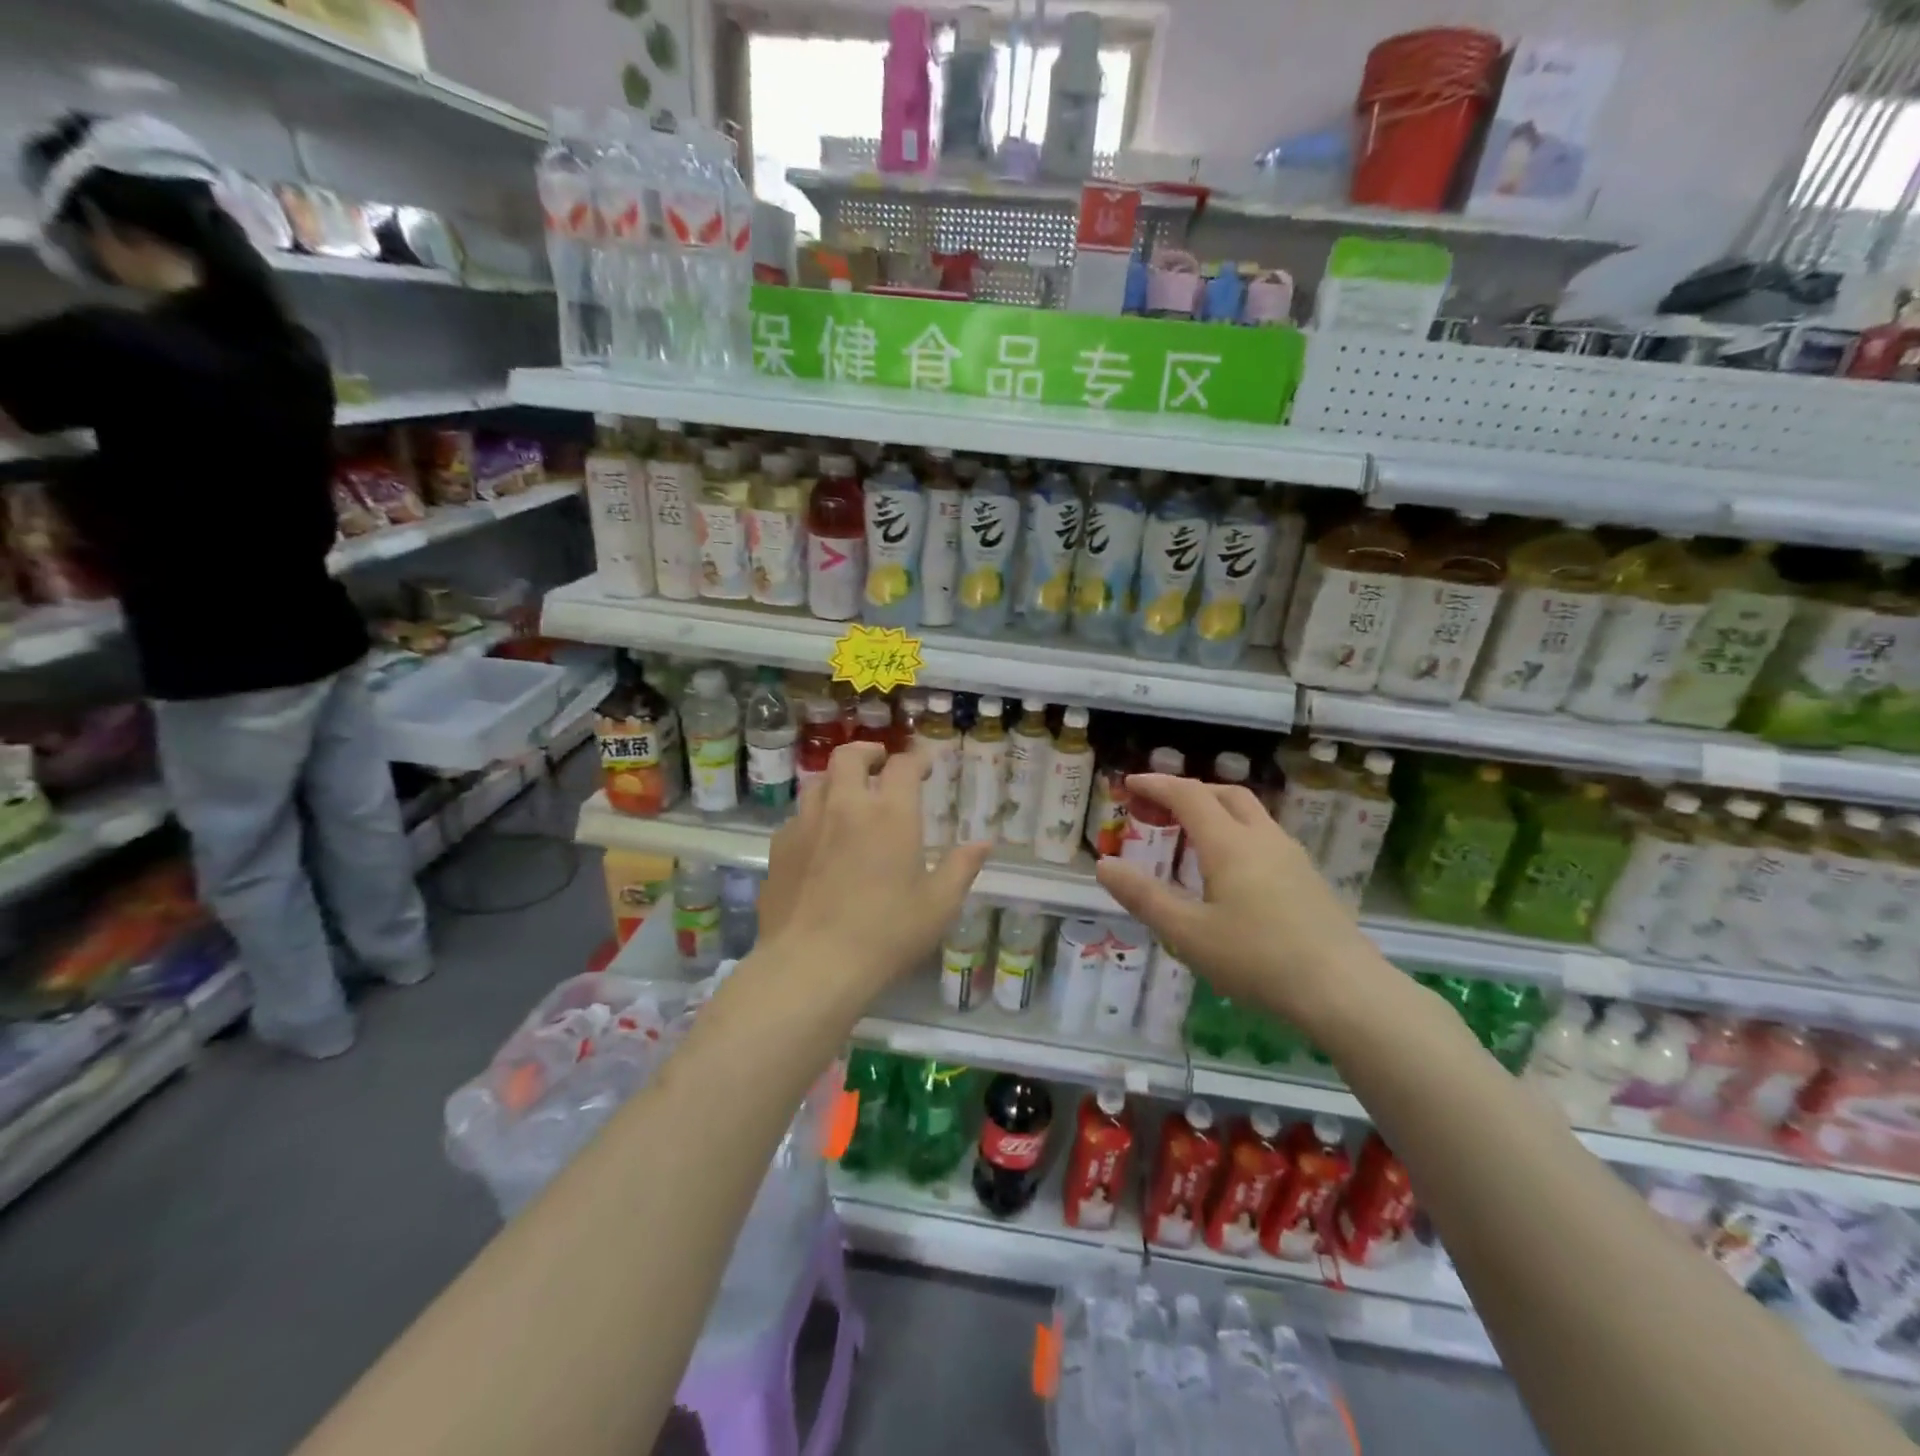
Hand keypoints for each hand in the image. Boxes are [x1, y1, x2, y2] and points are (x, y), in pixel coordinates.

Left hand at [758, 741, 989, 1000]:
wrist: (811, 965)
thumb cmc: (886, 934)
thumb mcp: (938, 906)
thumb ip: (961, 868)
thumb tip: (983, 843)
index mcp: (890, 814)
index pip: (903, 766)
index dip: (916, 760)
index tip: (924, 765)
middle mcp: (845, 806)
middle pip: (850, 757)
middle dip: (868, 753)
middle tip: (880, 764)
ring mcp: (806, 824)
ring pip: (818, 782)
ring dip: (837, 781)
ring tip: (848, 798)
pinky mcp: (779, 848)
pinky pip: (797, 817)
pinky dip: (813, 817)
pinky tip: (819, 840)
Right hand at [1093, 774, 1389, 1041]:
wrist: (1346, 992)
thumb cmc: (1259, 960)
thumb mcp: (1188, 933)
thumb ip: (1144, 897)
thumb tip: (1104, 866)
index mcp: (1230, 844)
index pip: (1188, 795)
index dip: (1156, 785)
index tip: (1129, 784)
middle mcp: (1262, 838)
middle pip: (1224, 794)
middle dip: (1188, 792)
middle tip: (1158, 808)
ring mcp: (1292, 856)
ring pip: (1249, 814)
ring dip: (1215, 810)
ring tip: (1189, 837)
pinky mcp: (1309, 878)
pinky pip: (1264, 837)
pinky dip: (1235, 833)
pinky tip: (1229, 870)